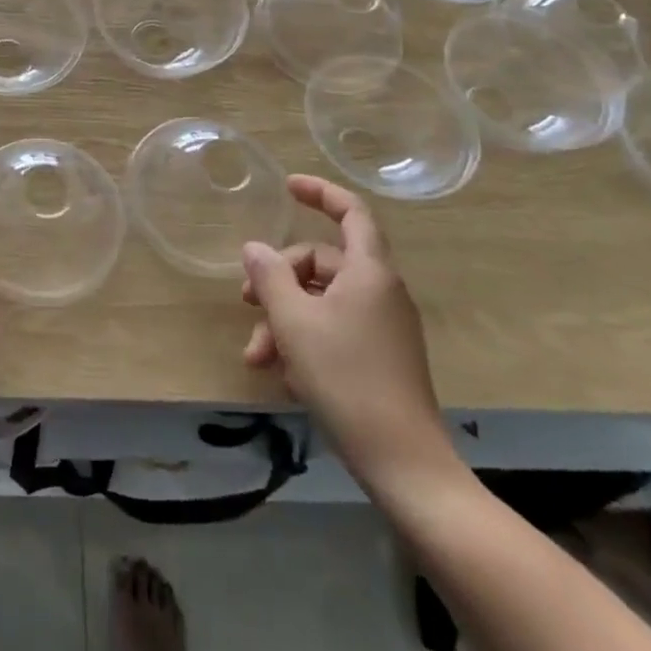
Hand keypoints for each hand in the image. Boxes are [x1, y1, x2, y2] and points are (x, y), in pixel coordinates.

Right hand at [240, 176, 455, 492]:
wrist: (403, 463)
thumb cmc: (346, 378)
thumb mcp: (293, 322)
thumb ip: (270, 276)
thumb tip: (255, 247)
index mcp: (370, 273)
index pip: (351, 213)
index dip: (320, 192)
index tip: (287, 186)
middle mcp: (381, 292)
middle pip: (322, 263)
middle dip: (279, 280)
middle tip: (246, 304)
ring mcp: (383, 327)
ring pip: (322, 302)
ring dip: (284, 320)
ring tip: (257, 357)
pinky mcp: (381, 358)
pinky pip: (334, 330)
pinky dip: (304, 343)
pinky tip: (284, 376)